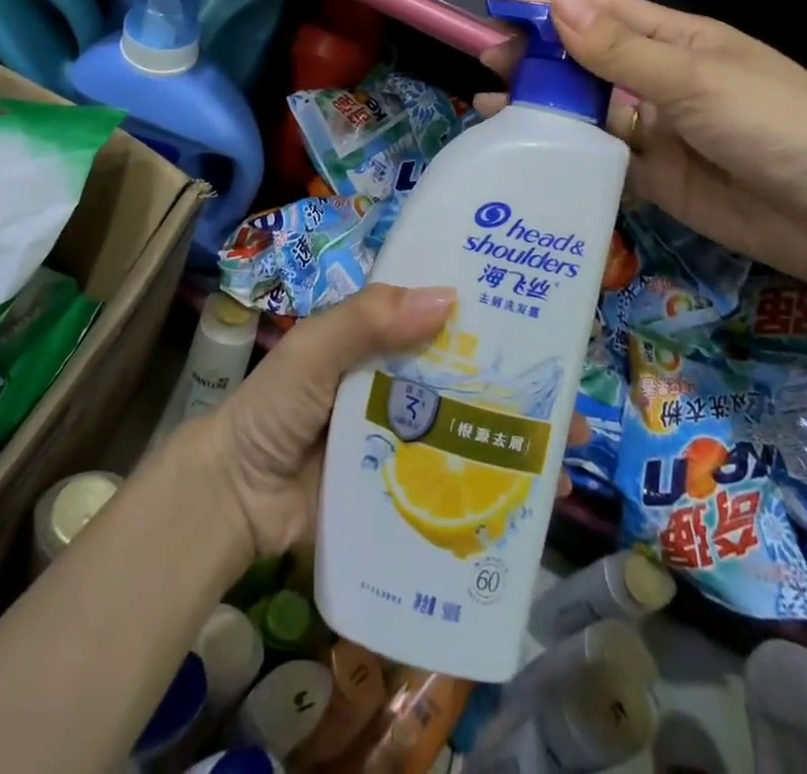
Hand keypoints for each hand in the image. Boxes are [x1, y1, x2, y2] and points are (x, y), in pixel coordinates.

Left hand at [196, 283, 590, 560]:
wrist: (233, 499)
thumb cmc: (272, 408)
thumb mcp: (312, 350)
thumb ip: (365, 321)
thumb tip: (447, 298)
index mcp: (382, 341)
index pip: (444, 320)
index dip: (490, 318)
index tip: (545, 321)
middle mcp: (400, 384)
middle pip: (469, 380)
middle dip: (521, 387)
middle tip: (574, 403)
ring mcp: (404, 440)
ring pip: (469, 433)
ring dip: (516, 442)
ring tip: (567, 457)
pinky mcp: (401, 491)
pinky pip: (451, 487)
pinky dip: (488, 492)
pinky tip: (531, 507)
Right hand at [478, 0, 806, 300]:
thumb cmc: (775, 126)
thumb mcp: (695, 80)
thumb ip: (621, 49)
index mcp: (679, 41)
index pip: (604, 13)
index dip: (554, 10)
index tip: (502, 17)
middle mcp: (663, 80)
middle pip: (589, 61)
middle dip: (539, 59)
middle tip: (485, 62)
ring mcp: (658, 131)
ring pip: (588, 111)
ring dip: (544, 106)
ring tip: (487, 107)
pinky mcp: (655, 178)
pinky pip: (602, 158)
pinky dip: (566, 153)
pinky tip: (528, 153)